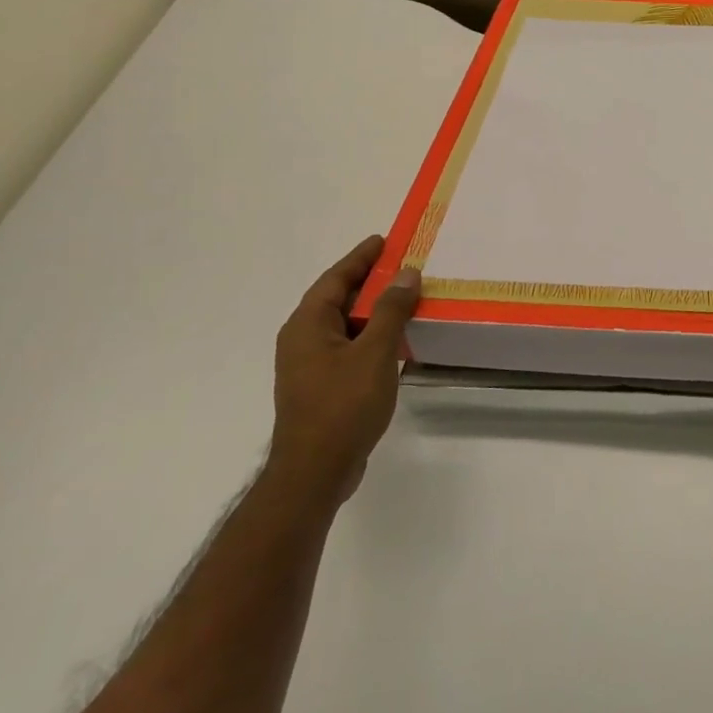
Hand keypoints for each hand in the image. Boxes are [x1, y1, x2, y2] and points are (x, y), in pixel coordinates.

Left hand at [268, 236, 420, 506]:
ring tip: (408, 297)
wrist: (316, 472)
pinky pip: (351, 347)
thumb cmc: (342, 405)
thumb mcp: (375, 352)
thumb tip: (406, 273)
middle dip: (371, 281)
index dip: (361, 258)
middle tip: (404, 265)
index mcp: (307, 325)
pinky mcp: (323, 386)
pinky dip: (373, 336)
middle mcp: (303, 340)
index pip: (335, 279)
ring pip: (347, 325)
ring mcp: (311, 365)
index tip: (385, 240)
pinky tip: (399, 340)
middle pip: (339, 299)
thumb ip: (392, 310)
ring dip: (376, 310)